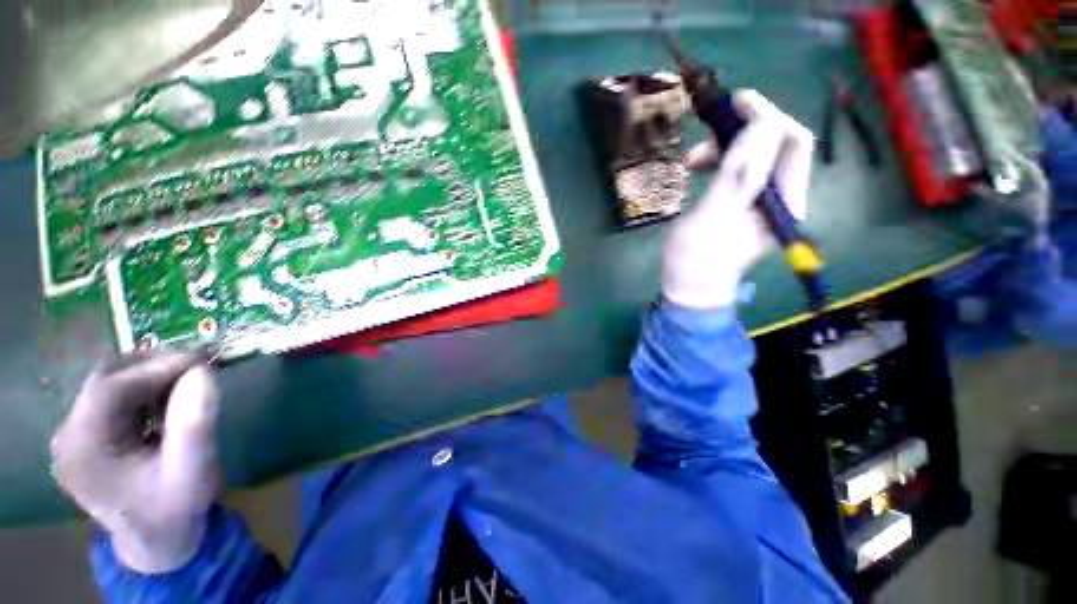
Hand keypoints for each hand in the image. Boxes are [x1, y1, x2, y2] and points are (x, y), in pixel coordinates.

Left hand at [51, 353, 220, 573]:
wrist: (157, 540)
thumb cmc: (175, 509)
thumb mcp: (192, 471)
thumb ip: (194, 423)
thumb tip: (202, 371)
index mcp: (83, 450)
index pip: (110, 389)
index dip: (156, 368)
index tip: (202, 360)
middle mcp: (68, 437)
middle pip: (105, 381)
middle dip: (153, 369)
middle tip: (198, 371)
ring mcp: (73, 436)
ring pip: (110, 383)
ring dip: (150, 379)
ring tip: (186, 389)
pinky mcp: (86, 435)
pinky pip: (113, 397)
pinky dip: (144, 392)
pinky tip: (167, 405)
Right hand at [662, 90, 813, 308]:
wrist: (689, 287)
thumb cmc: (695, 260)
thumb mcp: (712, 219)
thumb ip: (737, 176)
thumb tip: (759, 127)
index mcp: (784, 201)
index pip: (791, 143)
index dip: (767, 116)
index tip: (735, 102)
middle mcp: (782, 196)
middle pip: (776, 144)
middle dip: (744, 130)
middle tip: (708, 130)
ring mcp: (762, 200)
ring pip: (755, 154)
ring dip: (726, 146)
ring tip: (693, 159)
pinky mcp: (743, 202)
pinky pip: (739, 169)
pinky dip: (720, 161)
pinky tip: (700, 167)